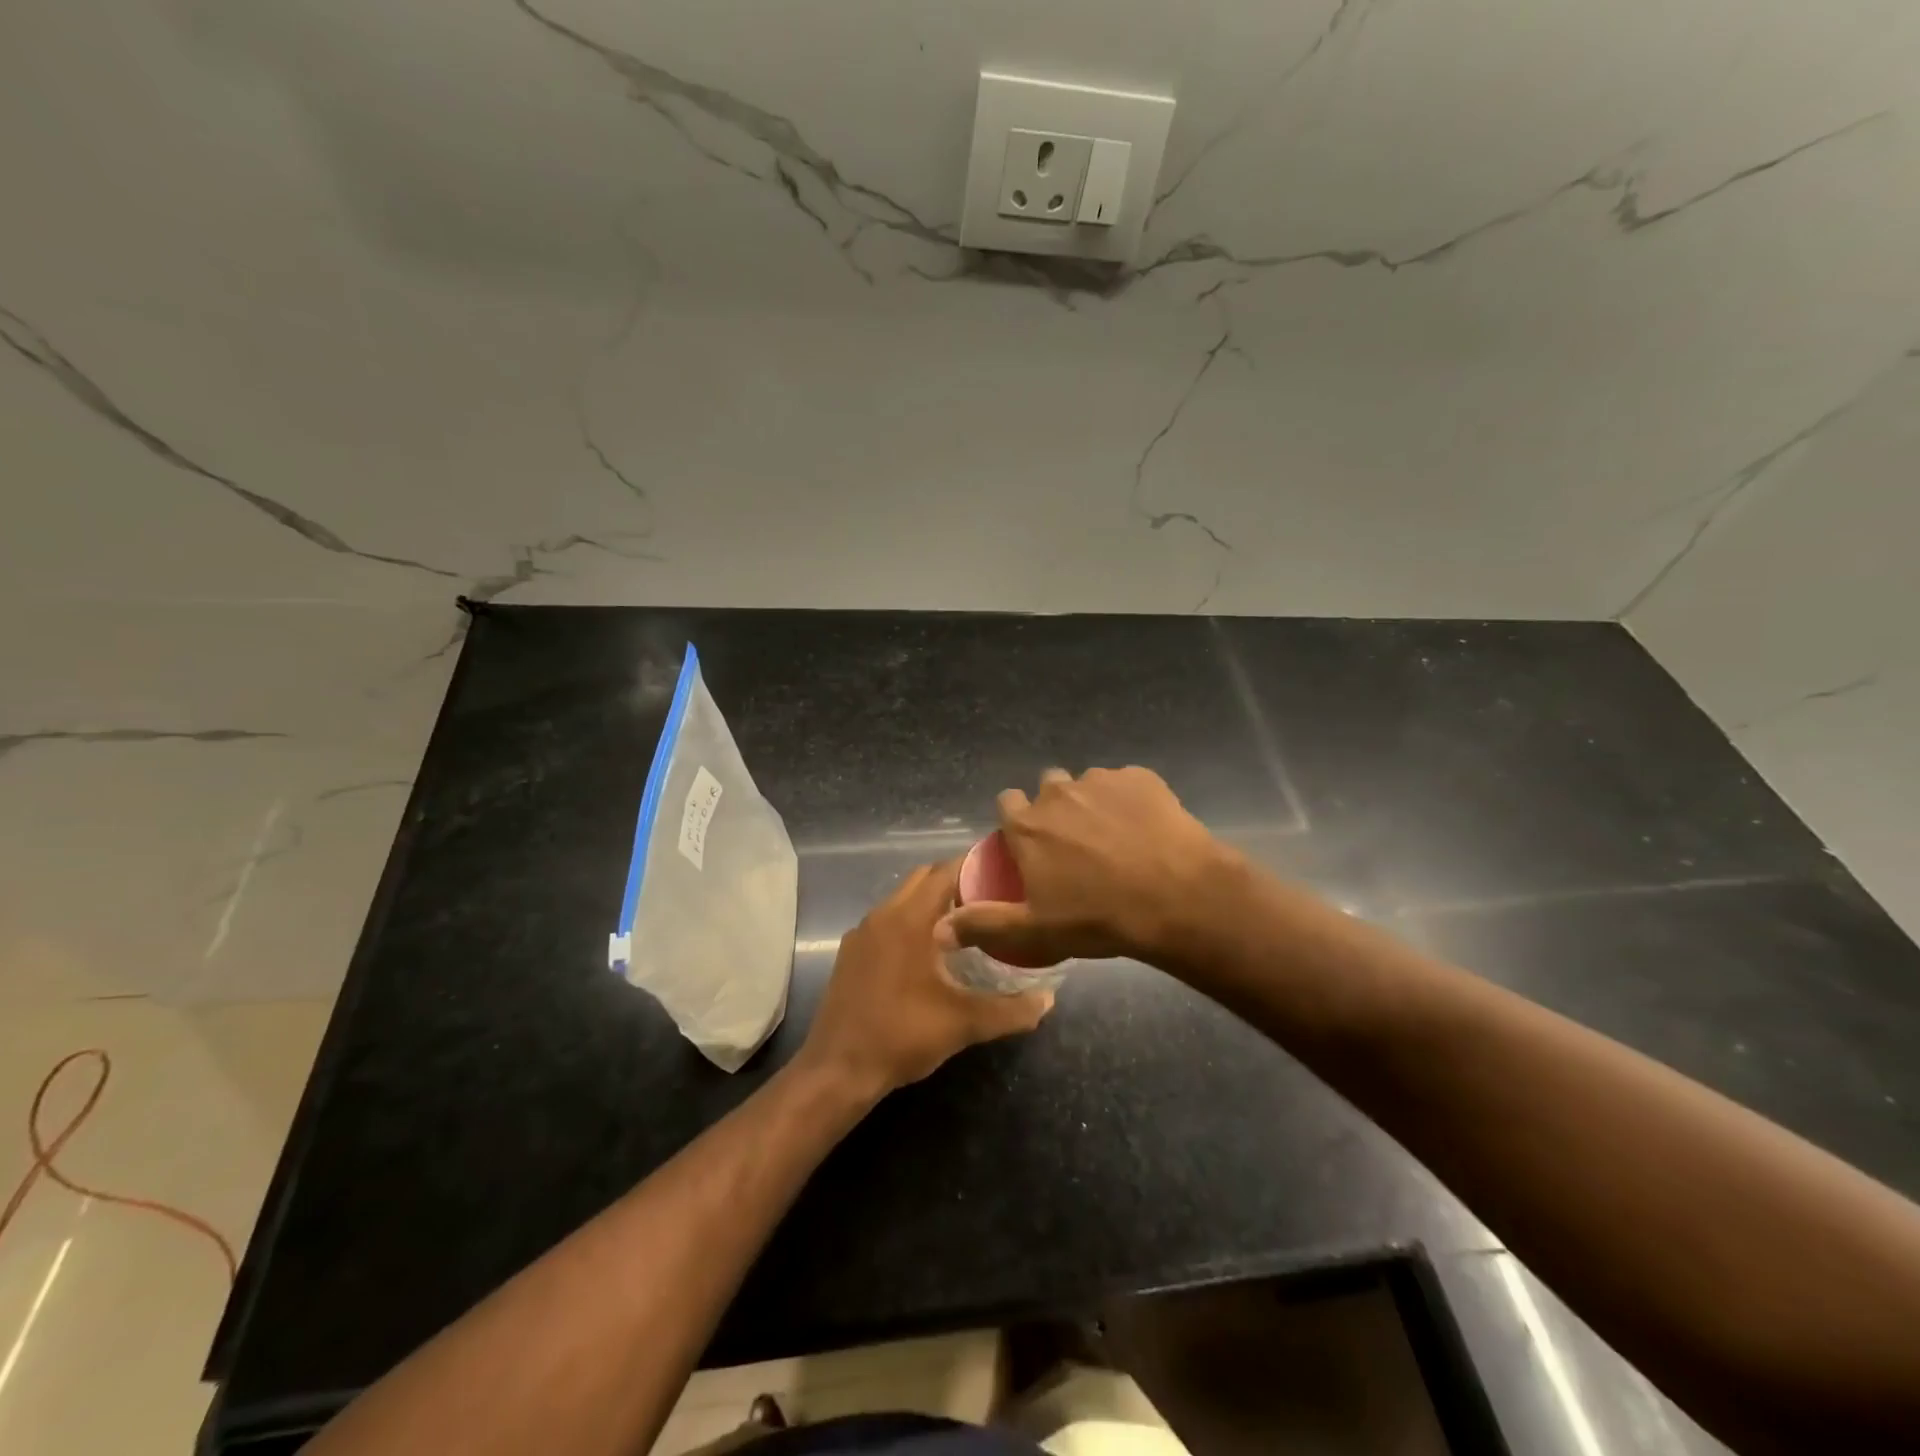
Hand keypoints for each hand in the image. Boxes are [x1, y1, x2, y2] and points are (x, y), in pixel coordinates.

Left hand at [801, 861, 1053, 1096]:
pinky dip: (909, 922)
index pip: (944, 872)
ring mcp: (861, 934)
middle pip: (922, 879)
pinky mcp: (851, 953)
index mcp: (908, 919)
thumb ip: (1010, 1010)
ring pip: (901, 899)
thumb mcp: (963, 1024)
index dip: (974, 868)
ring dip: (930, 903)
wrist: (838, 1070)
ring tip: (965, 924)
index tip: (1002, 873)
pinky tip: (928, 953)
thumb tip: (1049, 1000)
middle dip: (954, 882)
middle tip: (989, 900)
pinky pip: (886, 921)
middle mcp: (882, 915)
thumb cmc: (902, 1036)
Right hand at [936, 766, 1232, 967]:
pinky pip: (1126, 783)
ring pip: (1087, 785)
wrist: (1177, 898)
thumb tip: (939, 930)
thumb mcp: (1035, 930)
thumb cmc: (1098, 917)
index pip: (1007, 803)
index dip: (1017, 821)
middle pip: (1048, 788)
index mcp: (1027, 824)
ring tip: (1115, 837)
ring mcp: (1101, 781)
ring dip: (1092, 803)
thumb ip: (984, 924)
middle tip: (1076, 845)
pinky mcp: (1141, 778)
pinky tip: (1145, 828)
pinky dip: (1129, 800)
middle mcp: (1058, 793)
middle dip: (1055, 809)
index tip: (1031, 844)